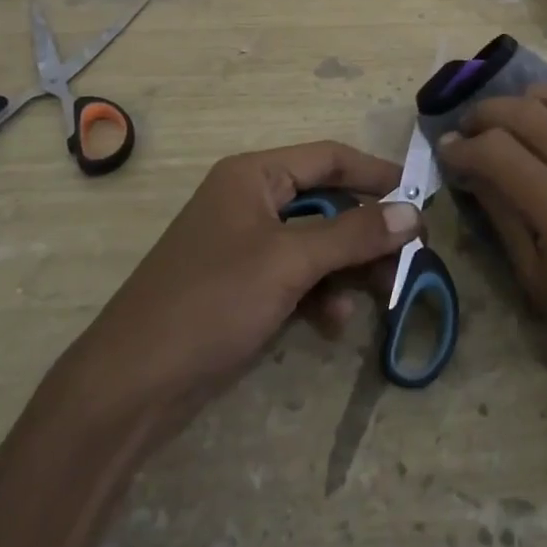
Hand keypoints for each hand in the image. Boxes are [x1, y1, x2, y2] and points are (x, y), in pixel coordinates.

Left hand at [57, 141, 420, 449]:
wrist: (129, 388)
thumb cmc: (211, 303)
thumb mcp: (288, 262)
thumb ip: (354, 235)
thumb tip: (412, 213)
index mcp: (253, 176)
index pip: (328, 158)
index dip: (375, 175)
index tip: (418, 198)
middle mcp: (249, 201)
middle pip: (326, 205)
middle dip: (366, 235)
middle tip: (407, 261)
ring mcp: (244, 246)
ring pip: (316, 245)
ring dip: (347, 270)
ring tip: (378, 297)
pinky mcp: (241, 288)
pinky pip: (295, 278)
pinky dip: (319, 295)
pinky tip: (331, 324)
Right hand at [437, 85, 546, 431]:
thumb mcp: (534, 282)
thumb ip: (501, 214)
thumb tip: (468, 169)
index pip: (499, 153)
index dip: (463, 147)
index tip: (445, 151)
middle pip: (530, 114)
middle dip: (487, 114)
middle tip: (465, 130)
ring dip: (528, 100)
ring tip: (506, 118)